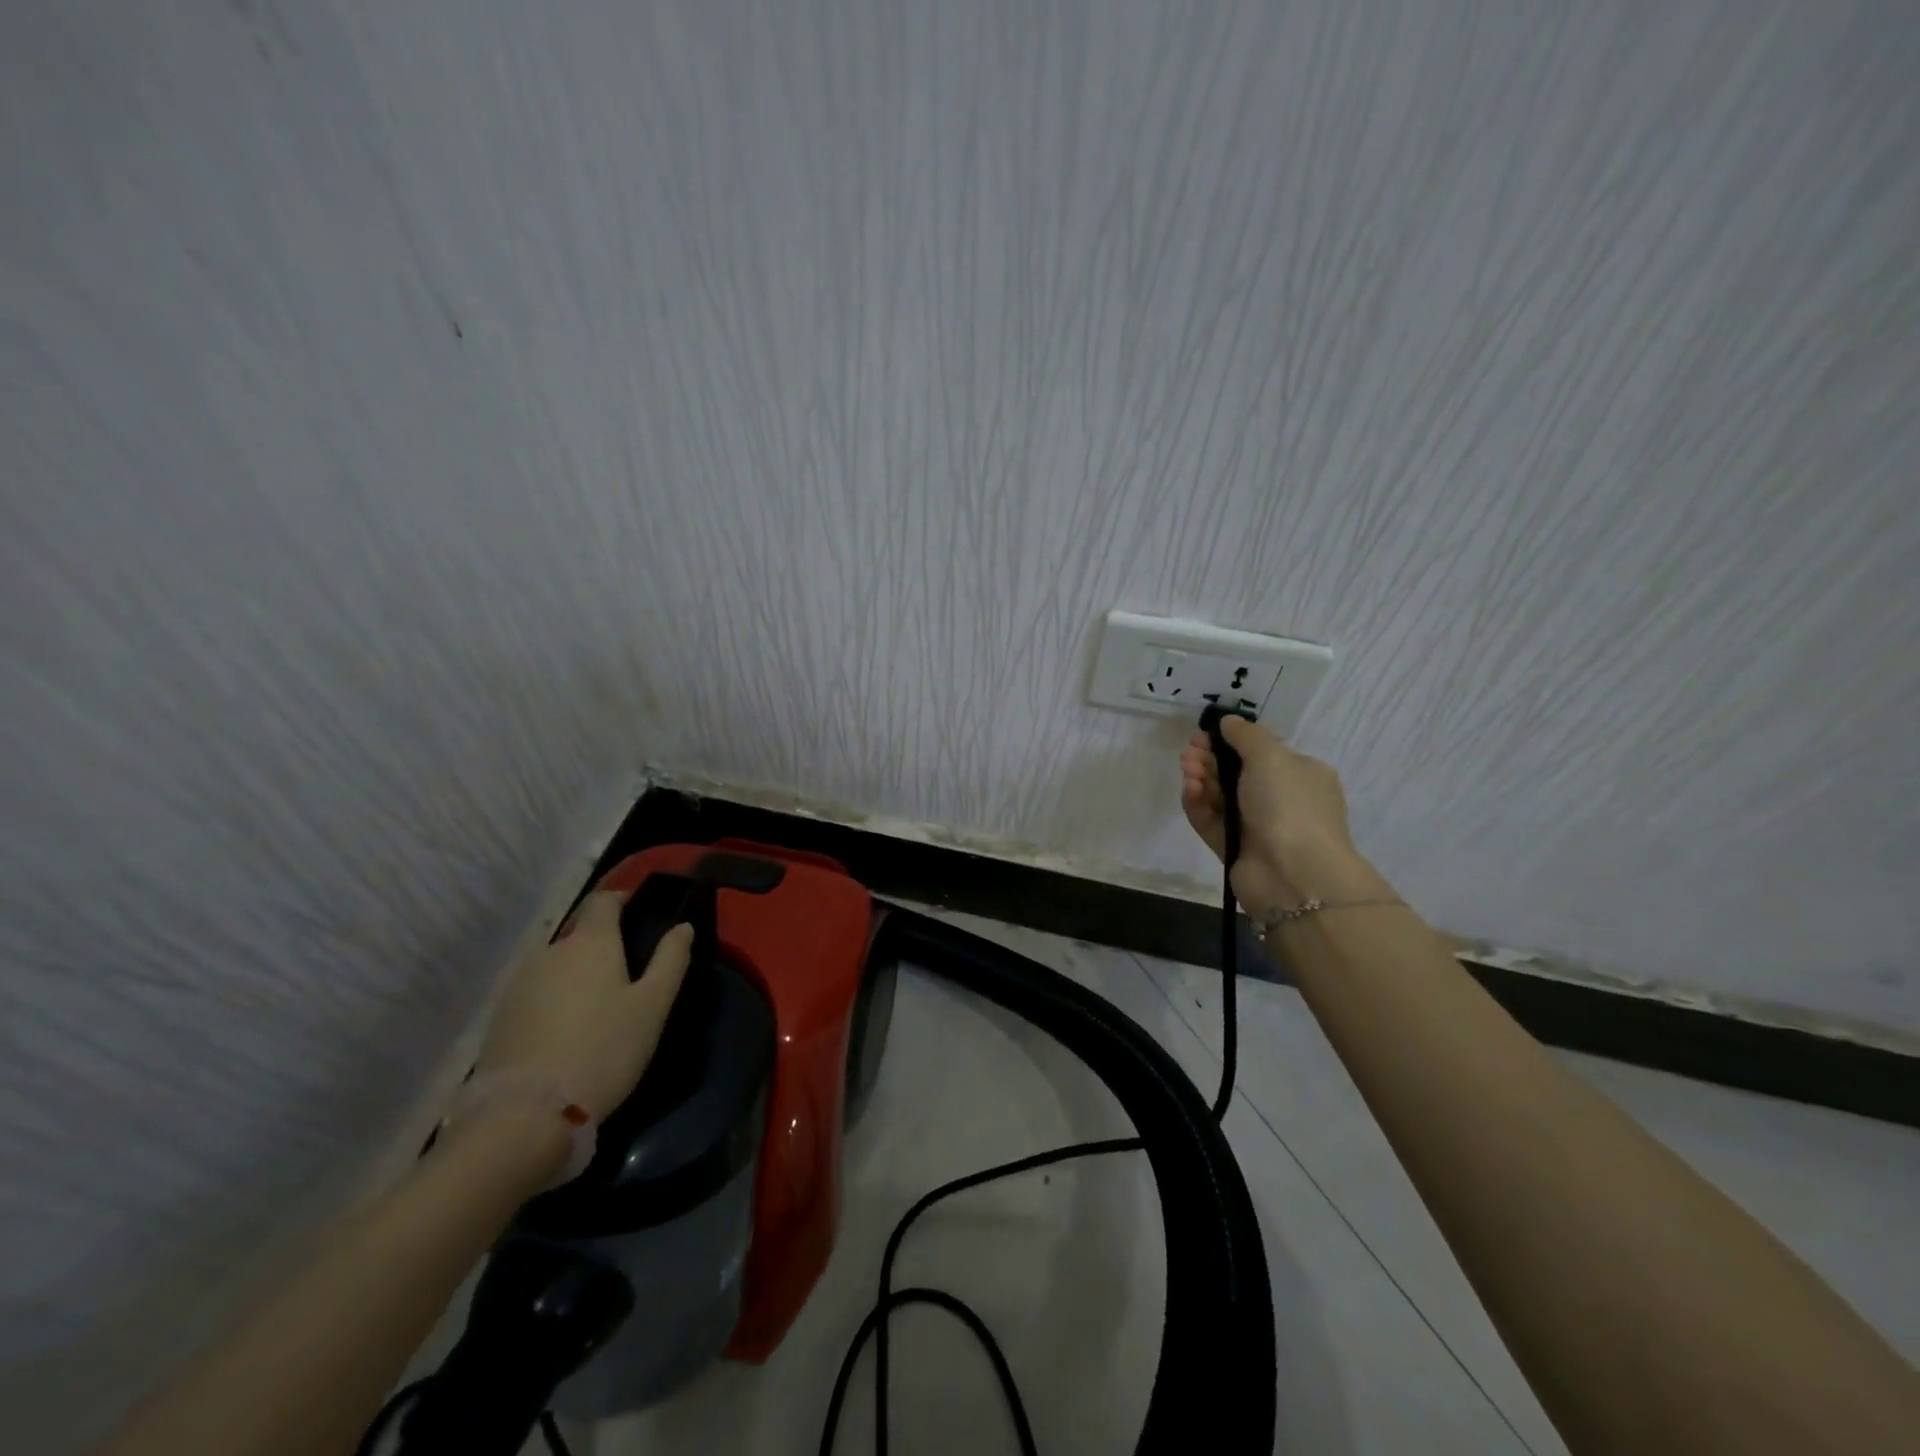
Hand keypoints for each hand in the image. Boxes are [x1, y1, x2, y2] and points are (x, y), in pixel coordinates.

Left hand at [473, 892, 692, 1118]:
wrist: (525, 1115)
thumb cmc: (603, 1050)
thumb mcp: (653, 1006)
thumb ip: (671, 960)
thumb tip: (683, 927)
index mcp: (590, 942)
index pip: (604, 900)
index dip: (623, 900)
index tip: (641, 914)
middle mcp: (551, 951)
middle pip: (580, 935)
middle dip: (603, 947)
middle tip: (627, 978)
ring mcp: (520, 984)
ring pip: (558, 966)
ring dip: (578, 977)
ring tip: (597, 1011)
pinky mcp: (500, 1017)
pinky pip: (537, 994)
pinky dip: (555, 1002)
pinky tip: (566, 1033)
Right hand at [1179, 716, 1392, 919]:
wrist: (1294, 874)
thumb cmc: (1289, 806)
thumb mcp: (1271, 756)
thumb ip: (1245, 735)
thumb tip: (1227, 722)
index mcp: (1300, 775)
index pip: (1261, 752)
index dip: (1230, 740)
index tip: (1204, 734)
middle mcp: (1280, 799)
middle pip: (1236, 772)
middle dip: (1210, 759)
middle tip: (1188, 752)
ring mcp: (1256, 826)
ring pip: (1220, 796)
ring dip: (1201, 779)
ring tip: (1187, 769)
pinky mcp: (1233, 848)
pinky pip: (1210, 821)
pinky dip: (1198, 804)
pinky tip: (1189, 791)